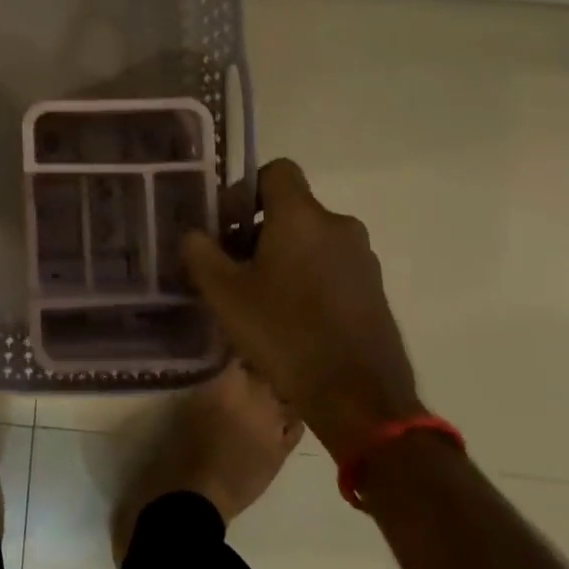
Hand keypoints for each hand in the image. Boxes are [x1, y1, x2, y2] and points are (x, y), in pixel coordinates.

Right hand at [183, 159, 420, 457]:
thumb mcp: (225, 294)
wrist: (360, 399)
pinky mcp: (374, 289)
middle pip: (290, 208)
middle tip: (233, 268)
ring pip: (310, 239)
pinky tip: (290, 318)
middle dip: (258, 230)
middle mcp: (338, 225)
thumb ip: (201, 253)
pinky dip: (308, 278)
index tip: (228, 224)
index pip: (276, 170)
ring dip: (283, 256)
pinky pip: (331, 266)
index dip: (246, 189)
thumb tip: (194, 234)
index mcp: (302, 216)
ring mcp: (362, 258)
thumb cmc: (285, 334)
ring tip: (259, 298)